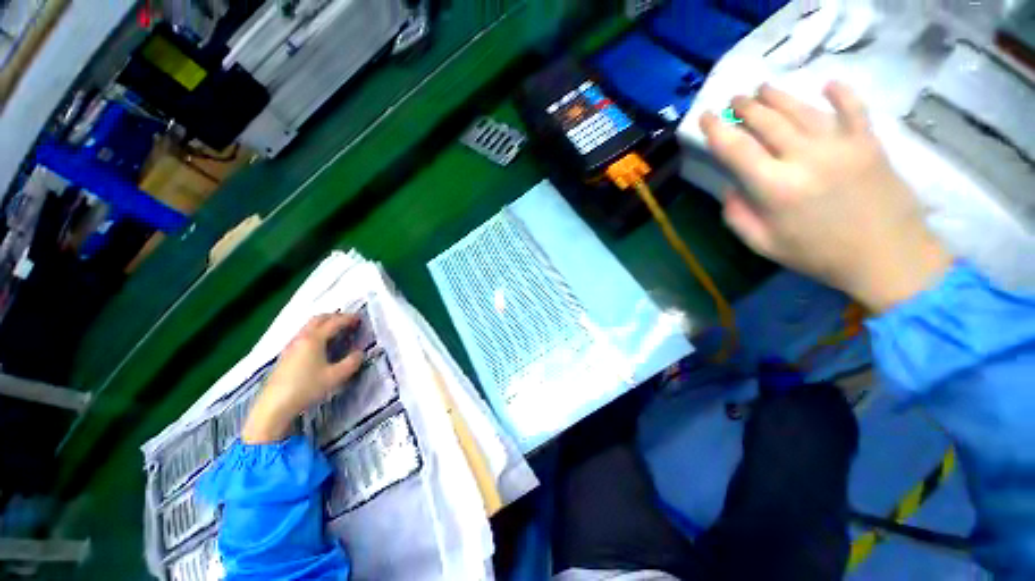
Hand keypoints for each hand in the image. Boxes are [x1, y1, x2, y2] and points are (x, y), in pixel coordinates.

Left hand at [242, 313, 363, 443]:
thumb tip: (360, 353)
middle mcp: (301, 338)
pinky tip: (320, 345)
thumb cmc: (307, 388)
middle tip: (349, 321)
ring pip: (309, 326)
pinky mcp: (285, 355)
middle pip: (319, 319)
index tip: (360, 319)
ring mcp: (291, 346)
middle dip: (335, 317)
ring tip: (337, 331)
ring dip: (324, 324)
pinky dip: (316, 332)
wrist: (274, 406)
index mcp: (314, 339)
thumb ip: (351, 362)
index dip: (349, 319)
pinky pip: (303, 335)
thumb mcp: (335, 377)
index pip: (335, 323)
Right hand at [700, 82, 951, 312]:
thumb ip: (738, 217)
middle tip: (734, 100)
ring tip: (762, 89)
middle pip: (768, 121)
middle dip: (746, 107)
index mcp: (775, 187)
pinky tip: (828, 84)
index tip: (706, 117)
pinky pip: (853, 108)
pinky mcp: (869, 142)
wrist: (886, 256)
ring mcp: (841, 145)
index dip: (716, 130)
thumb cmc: (818, 254)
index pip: (736, 149)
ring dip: (778, 96)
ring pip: (802, 110)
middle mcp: (804, 158)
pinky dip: (840, 93)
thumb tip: (730, 188)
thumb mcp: (763, 245)